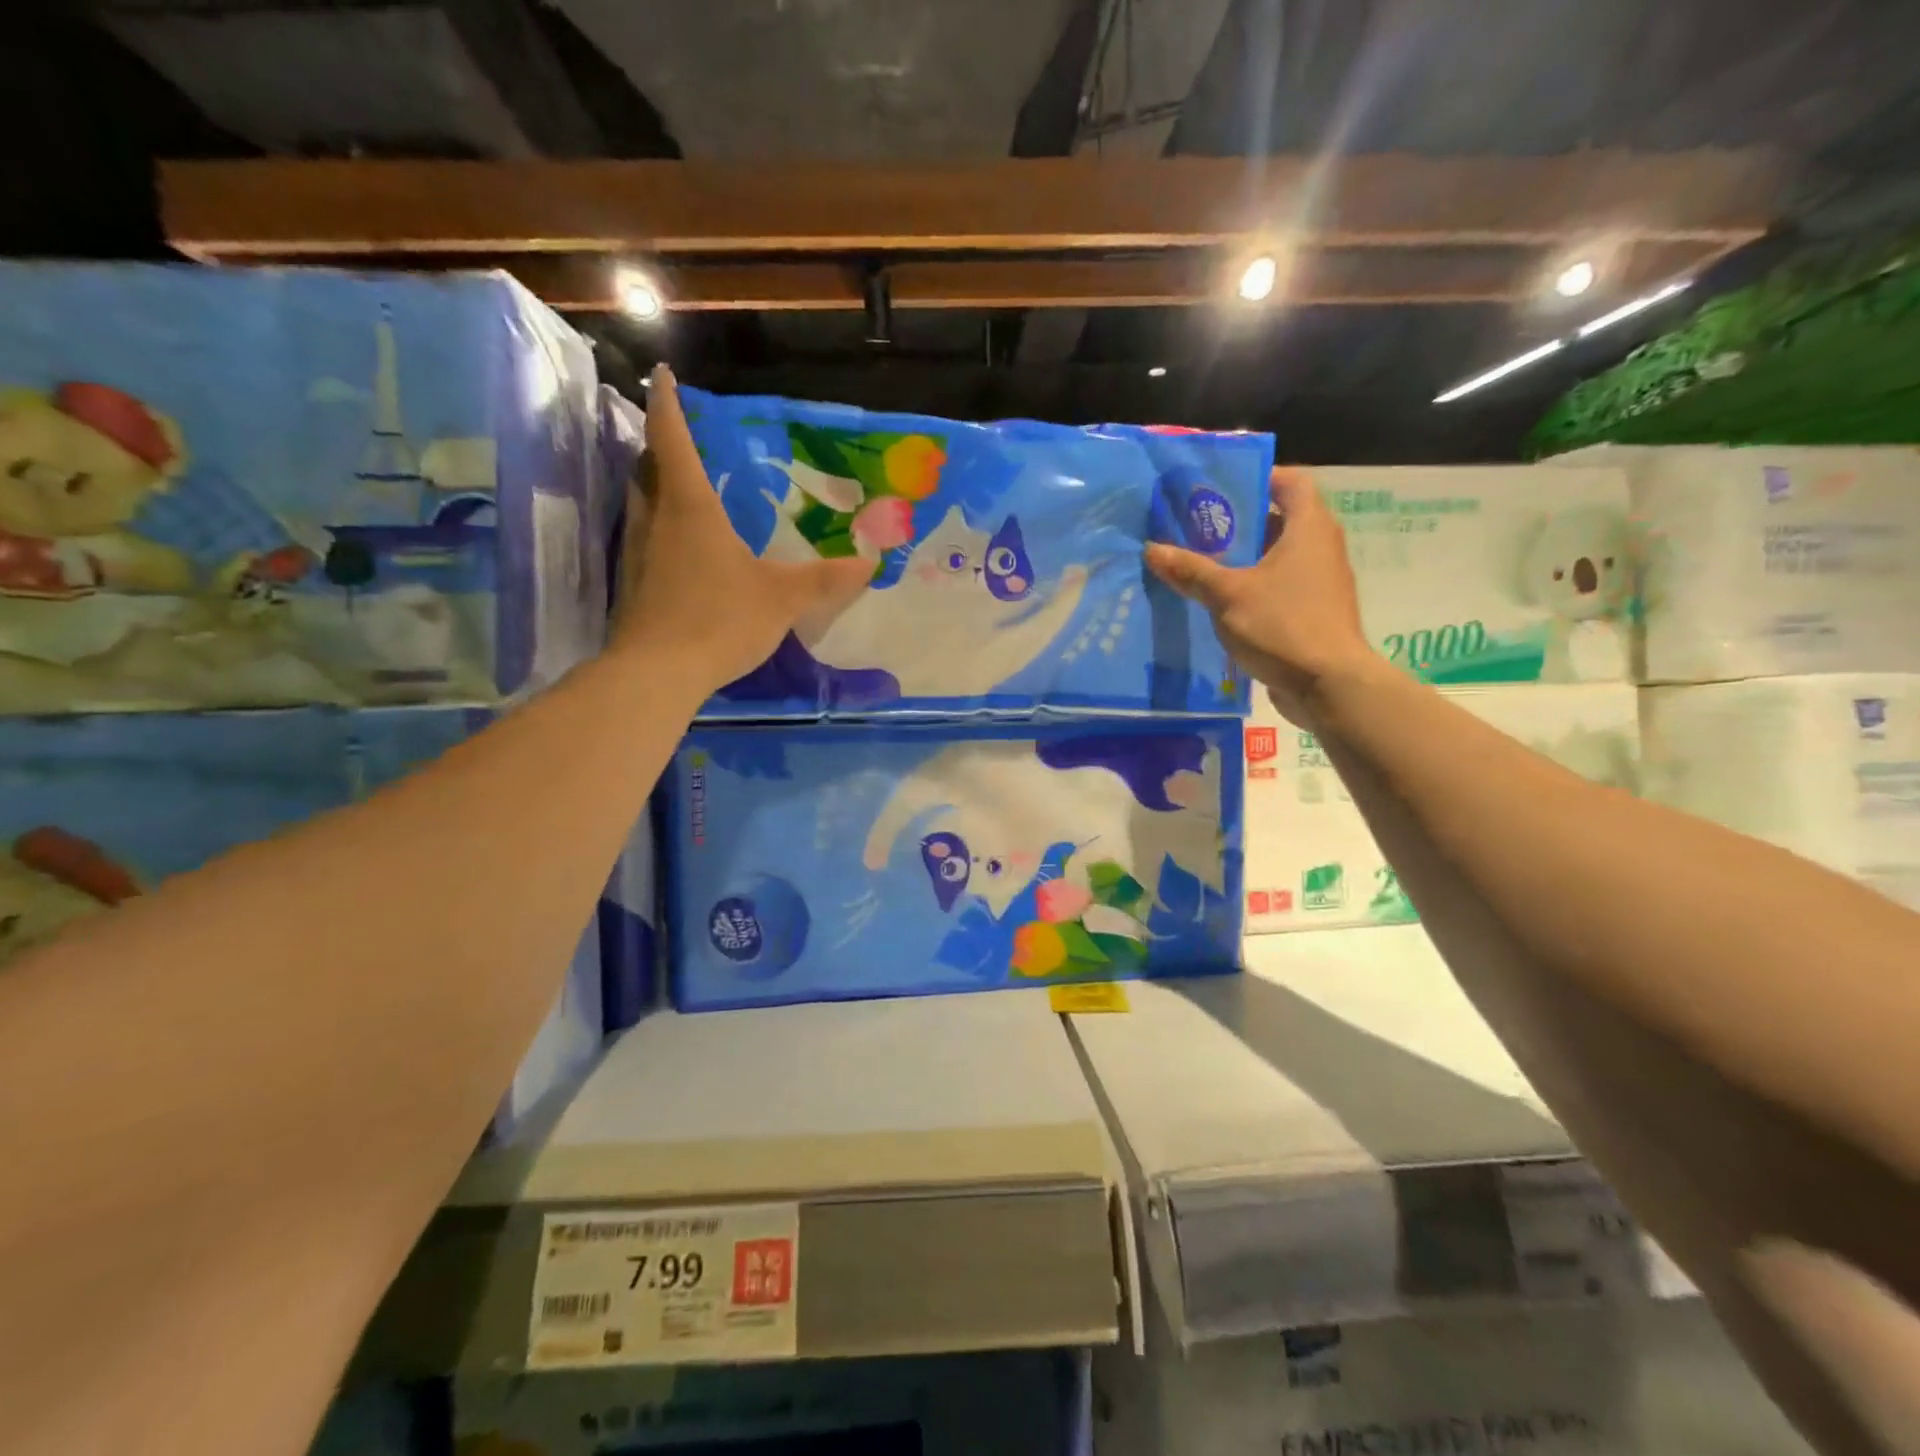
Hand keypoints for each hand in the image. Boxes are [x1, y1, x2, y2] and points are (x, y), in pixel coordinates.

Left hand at [612, 366, 870, 691]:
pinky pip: (644, 539)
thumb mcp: (781, 598)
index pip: (673, 439)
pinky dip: (657, 529)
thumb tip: (869, 564)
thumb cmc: (720, 619)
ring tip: (679, 488)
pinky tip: (678, 551)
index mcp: (690, 508)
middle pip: (647, 467)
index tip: (662, 374)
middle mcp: (655, 520)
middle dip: (660, 446)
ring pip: (641, 504)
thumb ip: (824, 579)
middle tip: (679, 439)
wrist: (658, 672)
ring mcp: (637, 553)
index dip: (669, 404)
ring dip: (655, 487)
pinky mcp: (632, 585)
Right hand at [1146, 467, 1377, 725]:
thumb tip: (1152, 549)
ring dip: (1244, 558)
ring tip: (1201, 562)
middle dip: (1240, 521)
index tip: (1221, 487)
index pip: (1291, 482)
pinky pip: (1281, 586)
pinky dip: (1254, 586)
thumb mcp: (1228, 595)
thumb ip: (1191, 571)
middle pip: (1281, 519)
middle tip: (1197, 527)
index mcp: (1309, 528)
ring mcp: (1320, 582)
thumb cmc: (1283, 625)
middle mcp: (1321, 547)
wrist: (1329, 685)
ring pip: (1278, 556)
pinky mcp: (1314, 612)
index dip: (1259, 477)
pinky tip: (1220, 601)